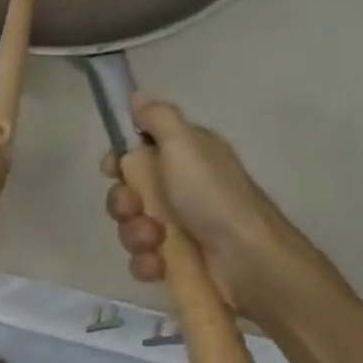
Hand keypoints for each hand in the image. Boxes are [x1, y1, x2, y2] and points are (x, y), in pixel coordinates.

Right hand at [103, 95, 341, 320]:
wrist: (250, 262)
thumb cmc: (214, 197)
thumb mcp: (185, 144)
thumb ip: (158, 118)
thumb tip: (136, 96)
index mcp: (186, 157)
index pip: (138, 151)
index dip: (119, 160)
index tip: (112, 169)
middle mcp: (181, 189)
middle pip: (128, 191)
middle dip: (123, 202)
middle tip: (134, 208)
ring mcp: (179, 228)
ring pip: (132, 227)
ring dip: (134, 234)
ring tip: (155, 241)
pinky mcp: (177, 263)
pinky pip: (143, 259)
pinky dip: (146, 263)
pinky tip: (159, 266)